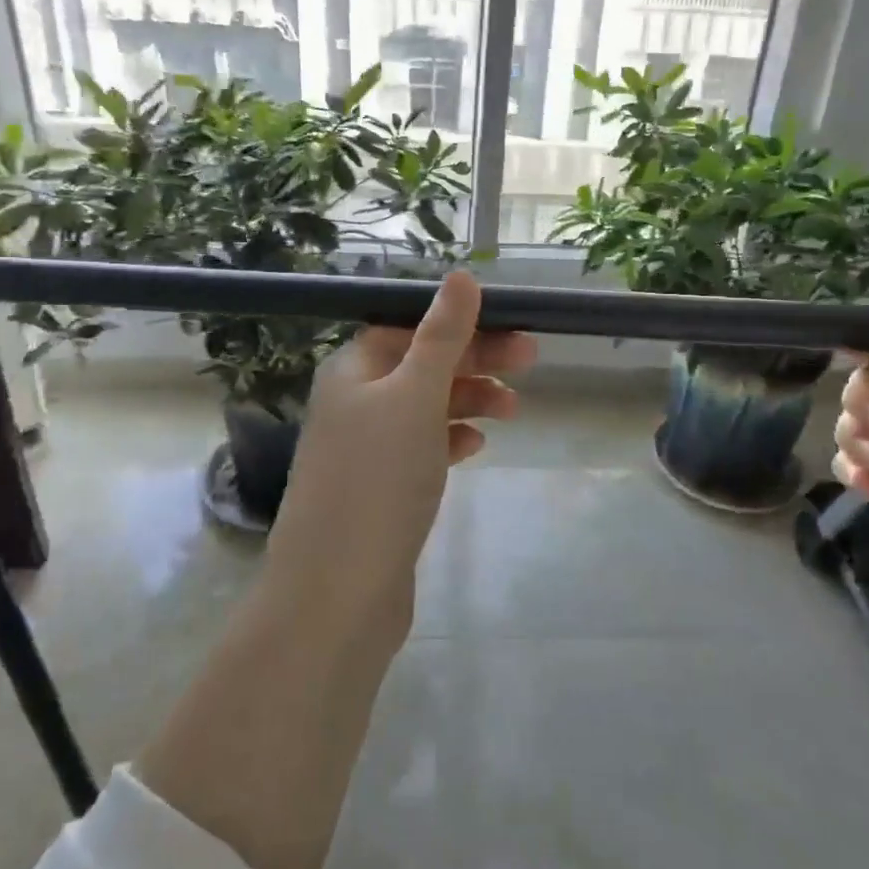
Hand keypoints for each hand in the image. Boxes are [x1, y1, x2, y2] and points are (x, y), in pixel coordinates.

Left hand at [266, 270, 536, 642]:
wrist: (337, 594)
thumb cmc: (379, 479)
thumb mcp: (416, 395)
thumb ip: (442, 335)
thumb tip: (461, 275)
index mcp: (353, 370)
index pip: (411, 327)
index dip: (460, 324)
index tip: (511, 329)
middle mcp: (353, 402)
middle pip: (422, 365)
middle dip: (475, 361)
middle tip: (531, 363)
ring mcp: (364, 449)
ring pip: (424, 407)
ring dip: (468, 400)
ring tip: (512, 410)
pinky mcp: (378, 489)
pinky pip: (420, 448)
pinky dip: (449, 439)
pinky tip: (475, 447)